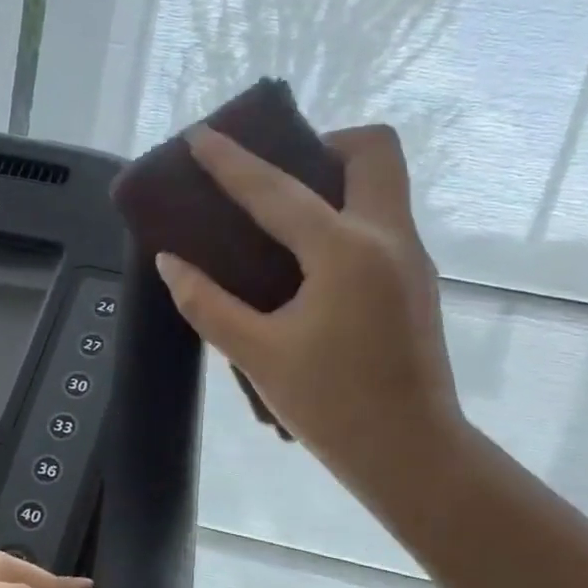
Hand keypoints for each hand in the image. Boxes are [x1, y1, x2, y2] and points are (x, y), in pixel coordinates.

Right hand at [154, 123, 468, 519]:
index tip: (201, 136)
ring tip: (284, 223)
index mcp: (345, 251)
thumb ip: (208, 305)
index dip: (232, 162)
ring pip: (383, 185)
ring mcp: (411, 258)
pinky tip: (310, 268)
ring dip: (336, 182)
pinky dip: (345, 220)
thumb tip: (171, 264)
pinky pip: (382, 223)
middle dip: (322, 145)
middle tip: (277, 181)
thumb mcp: (257, 355)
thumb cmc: (331, 406)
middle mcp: (388, 237)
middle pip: (372, 151)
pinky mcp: (416, 283)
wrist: (409, 452)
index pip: (277, 191)